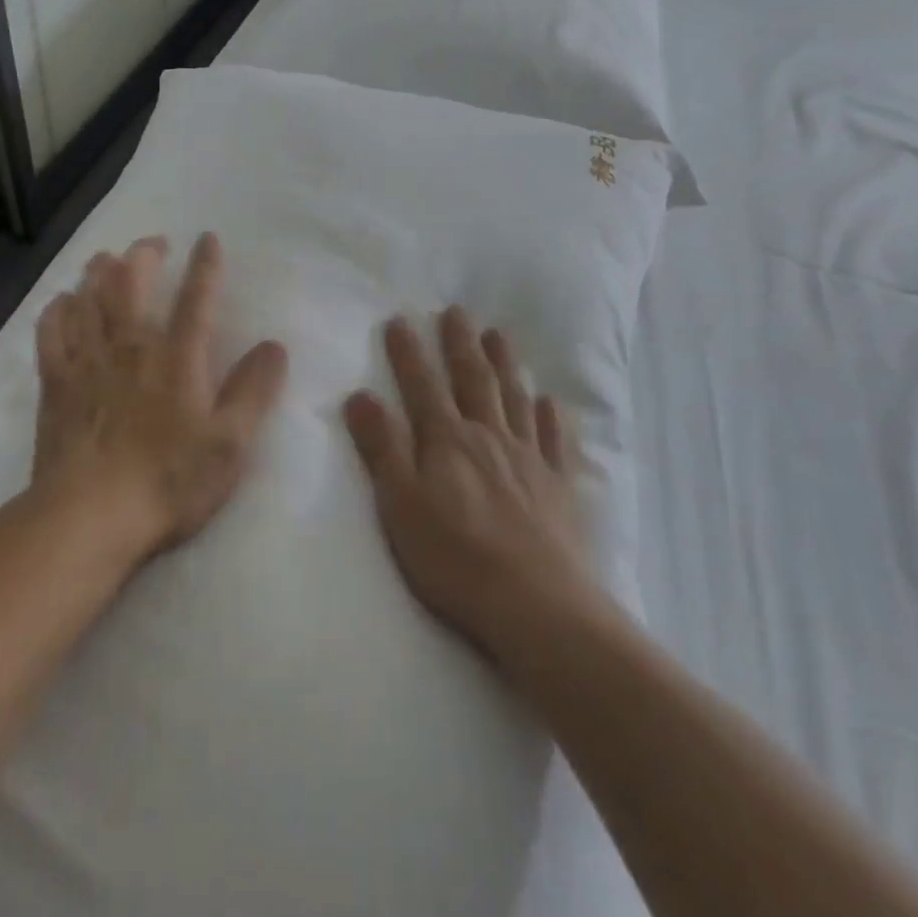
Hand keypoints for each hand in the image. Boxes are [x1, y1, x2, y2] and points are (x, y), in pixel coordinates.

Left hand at [33, 232, 288, 564]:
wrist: (88, 518)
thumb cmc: (167, 481)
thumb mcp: (229, 444)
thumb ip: (253, 391)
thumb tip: (274, 346)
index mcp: (177, 358)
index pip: (196, 298)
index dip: (205, 265)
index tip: (208, 238)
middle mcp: (131, 346)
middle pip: (131, 282)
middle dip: (143, 254)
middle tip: (153, 244)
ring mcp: (88, 361)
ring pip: (89, 297)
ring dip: (99, 271)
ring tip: (106, 259)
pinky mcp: (56, 383)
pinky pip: (51, 332)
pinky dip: (57, 309)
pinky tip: (63, 302)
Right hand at [345, 308, 594, 659]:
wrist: (536, 605)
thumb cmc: (455, 558)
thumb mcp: (401, 505)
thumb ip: (382, 448)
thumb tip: (361, 395)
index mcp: (447, 441)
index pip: (422, 385)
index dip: (408, 352)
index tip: (400, 318)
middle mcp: (488, 437)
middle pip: (473, 379)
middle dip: (461, 343)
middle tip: (457, 310)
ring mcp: (527, 459)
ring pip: (514, 399)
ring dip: (505, 364)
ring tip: (499, 334)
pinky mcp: (556, 487)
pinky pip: (554, 441)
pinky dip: (550, 417)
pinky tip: (550, 401)